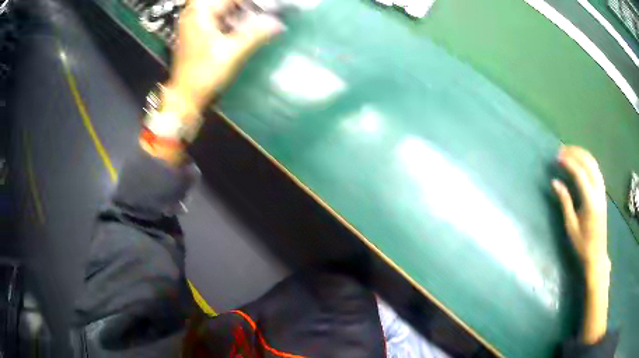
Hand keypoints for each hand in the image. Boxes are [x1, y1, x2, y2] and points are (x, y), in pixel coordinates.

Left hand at [164, 0, 283, 120]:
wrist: (185, 97)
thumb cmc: (204, 74)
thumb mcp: (232, 52)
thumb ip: (256, 34)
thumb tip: (277, 23)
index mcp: (200, 13)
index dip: (253, 3)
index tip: (270, 8)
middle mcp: (195, 14)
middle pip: (227, 4)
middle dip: (248, 8)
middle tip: (267, 13)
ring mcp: (195, 24)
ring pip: (224, 11)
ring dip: (242, 14)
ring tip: (260, 20)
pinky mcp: (198, 34)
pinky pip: (219, 20)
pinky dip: (233, 22)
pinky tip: (245, 28)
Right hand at [552, 146, 608, 272]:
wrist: (597, 255)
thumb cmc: (582, 244)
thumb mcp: (571, 226)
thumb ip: (565, 201)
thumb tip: (555, 182)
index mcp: (590, 201)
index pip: (580, 174)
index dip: (569, 162)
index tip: (557, 156)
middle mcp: (598, 191)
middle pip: (589, 163)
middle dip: (575, 153)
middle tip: (562, 150)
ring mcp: (602, 191)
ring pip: (594, 164)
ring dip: (582, 154)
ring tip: (570, 151)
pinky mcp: (602, 192)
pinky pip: (596, 170)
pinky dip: (587, 161)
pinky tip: (580, 162)